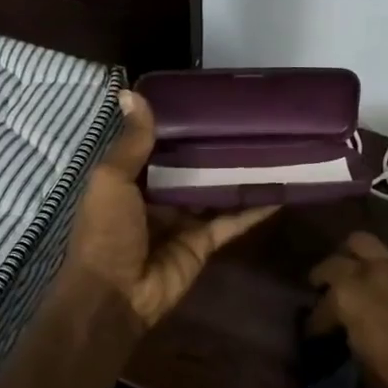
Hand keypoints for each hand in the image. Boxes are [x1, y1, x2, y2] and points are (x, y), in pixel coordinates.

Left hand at [65, 90, 278, 327]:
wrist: (115, 294)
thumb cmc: (106, 231)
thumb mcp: (112, 179)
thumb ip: (131, 142)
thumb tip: (131, 92)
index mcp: (130, 181)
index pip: (157, 147)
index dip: (177, 127)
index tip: (204, 100)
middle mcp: (157, 198)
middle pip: (190, 168)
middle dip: (213, 148)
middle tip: (246, 119)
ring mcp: (183, 221)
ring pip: (215, 192)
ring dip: (237, 174)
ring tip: (269, 145)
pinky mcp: (204, 242)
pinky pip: (232, 220)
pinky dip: (254, 208)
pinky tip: (280, 189)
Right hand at [307, 232, 387, 387]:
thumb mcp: (366, 360)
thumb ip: (353, 335)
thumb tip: (351, 328)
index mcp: (346, 299)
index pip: (321, 308)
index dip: (316, 321)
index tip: (315, 331)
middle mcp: (365, 273)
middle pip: (334, 262)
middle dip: (325, 275)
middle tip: (326, 286)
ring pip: (363, 241)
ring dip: (356, 254)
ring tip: (359, 266)